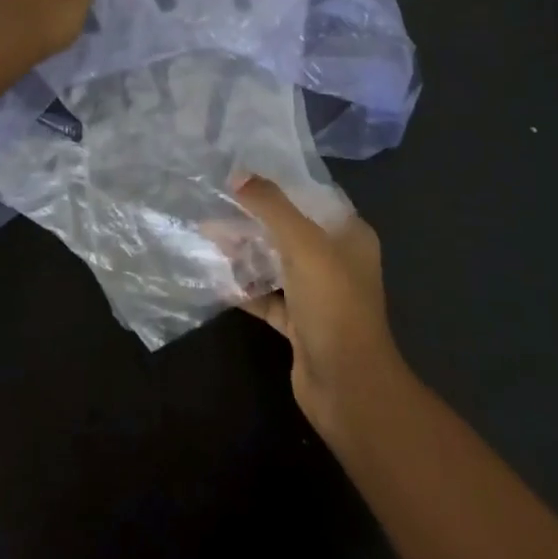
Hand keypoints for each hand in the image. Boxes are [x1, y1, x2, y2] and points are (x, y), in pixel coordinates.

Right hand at [232, 175, 404, 441]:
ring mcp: (318, 294)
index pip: (313, 198)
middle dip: (254, 218)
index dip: (280, 185)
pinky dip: (245, 287)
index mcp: (349, 236)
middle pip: (290, 229)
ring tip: (208, 234)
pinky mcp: (300, 323)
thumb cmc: (333, 303)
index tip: (242, 174)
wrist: (346, 385)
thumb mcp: (303, 244)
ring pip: (276, 262)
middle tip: (215, 204)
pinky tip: (216, 276)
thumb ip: (272, 206)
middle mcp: (337, 261)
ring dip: (246, 251)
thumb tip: (239, 175)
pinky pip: (267, 296)